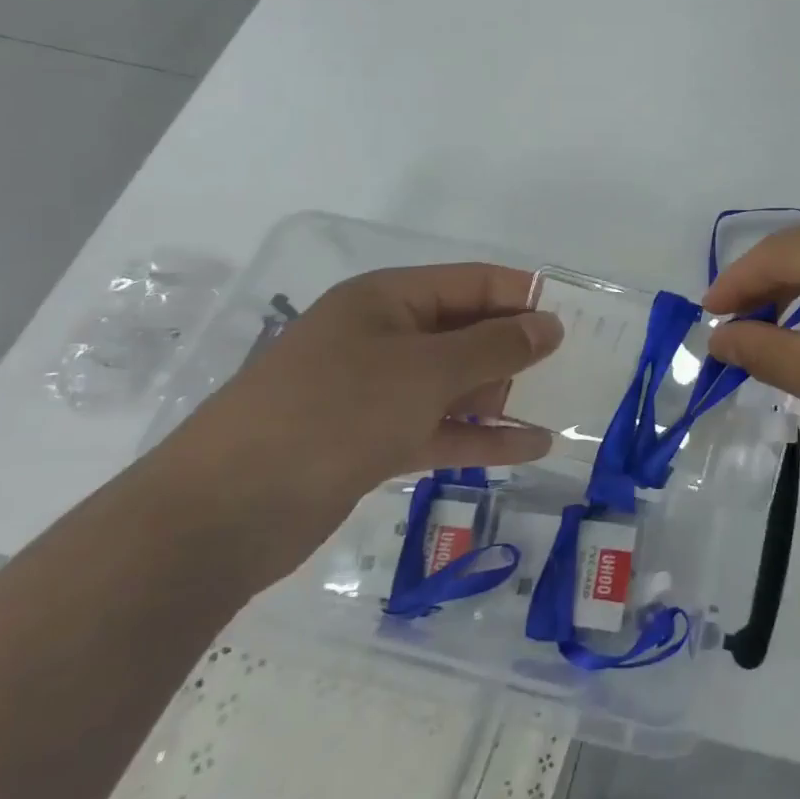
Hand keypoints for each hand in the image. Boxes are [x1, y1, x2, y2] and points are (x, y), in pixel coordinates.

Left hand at [157, 264, 562, 578]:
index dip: (525, 297)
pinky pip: (440, 428)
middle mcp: (384, 337)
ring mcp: (376, 391)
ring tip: (564, 407)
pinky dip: (481, 436)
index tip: (578, 319)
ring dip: (504, 396)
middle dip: (518, 349)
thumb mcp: (425, 371)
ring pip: (456, 384)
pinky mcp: (372, 441)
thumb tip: (549, 326)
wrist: (221, 515)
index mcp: (388, 300)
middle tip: (578, 368)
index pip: (473, 283)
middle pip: (466, 332)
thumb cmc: (333, 414)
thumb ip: (495, 348)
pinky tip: (532, 447)